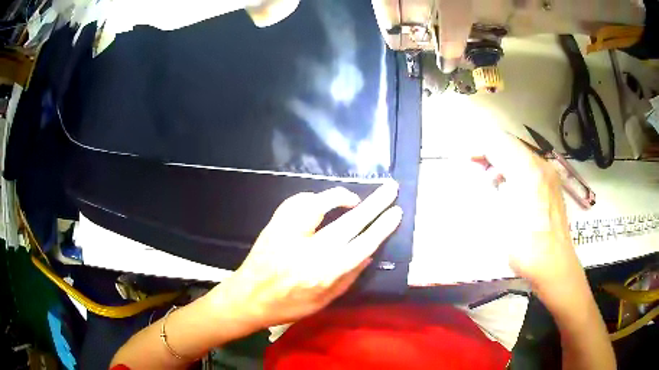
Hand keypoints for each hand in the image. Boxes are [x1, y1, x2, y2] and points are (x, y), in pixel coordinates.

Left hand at [206, 182, 401, 329]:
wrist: (248, 297)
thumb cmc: (288, 306)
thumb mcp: (324, 302)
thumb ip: (349, 277)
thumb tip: (370, 252)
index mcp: (324, 273)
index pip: (362, 245)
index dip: (382, 227)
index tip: (396, 212)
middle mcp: (309, 251)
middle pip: (349, 222)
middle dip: (374, 204)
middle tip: (390, 188)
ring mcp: (288, 234)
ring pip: (319, 203)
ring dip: (341, 197)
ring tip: (353, 199)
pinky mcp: (275, 224)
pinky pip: (296, 202)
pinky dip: (312, 198)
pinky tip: (319, 203)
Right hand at [471, 130, 581, 285]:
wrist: (554, 265)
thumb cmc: (525, 245)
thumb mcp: (502, 216)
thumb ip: (492, 187)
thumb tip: (486, 172)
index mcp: (528, 169)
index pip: (500, 144)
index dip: (481, 149)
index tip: (467, 160)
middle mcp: (542, 165)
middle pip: (512, 146)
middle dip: (492, 154)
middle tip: (477, 169)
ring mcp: (550, 175)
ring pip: (522, 156)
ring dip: (504, 163)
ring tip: (492, 182)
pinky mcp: (553, 186)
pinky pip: (531, 168)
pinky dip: (517, 171)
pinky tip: (511, 189)